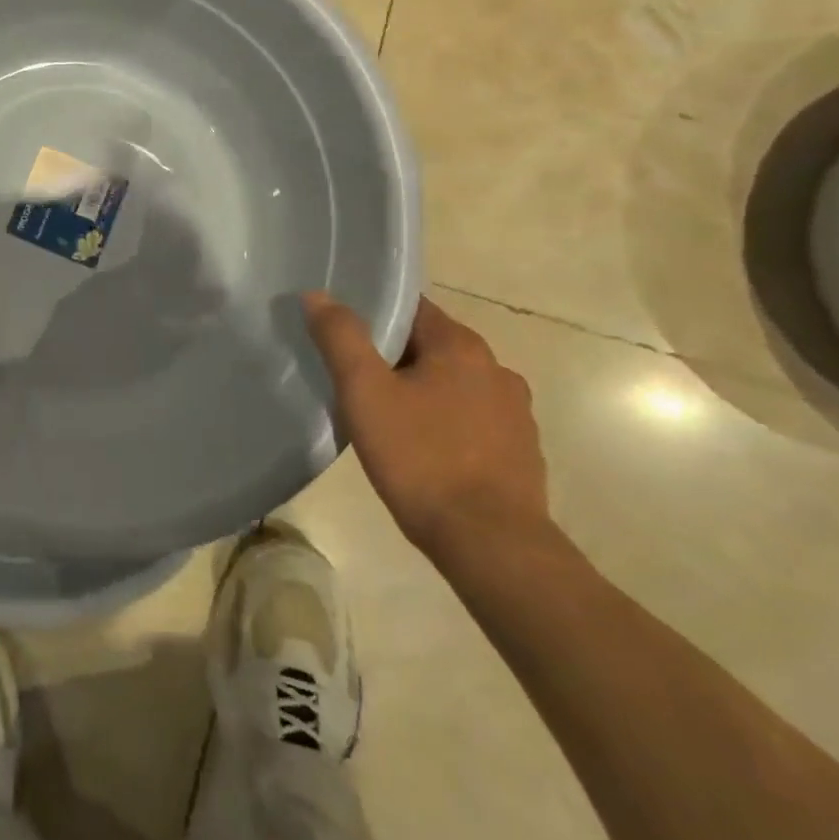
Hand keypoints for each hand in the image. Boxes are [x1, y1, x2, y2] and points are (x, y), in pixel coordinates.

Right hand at [304, 293, 549, 568]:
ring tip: (384, 417)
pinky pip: (471, 420)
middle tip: (353, 380)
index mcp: (461, 346)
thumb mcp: (364, 391)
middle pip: (430, 346)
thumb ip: (341, 337)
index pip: (410, 308)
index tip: (342, 334)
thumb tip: (317, 294)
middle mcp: (496, 369)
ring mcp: (515, 413)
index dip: (372, 315)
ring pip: (452, 385)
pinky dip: (445, 424)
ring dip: (420, 391)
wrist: (491, 545)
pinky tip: (421, 450)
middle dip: (392, 357)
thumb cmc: (421, 458)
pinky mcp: (521, 452)